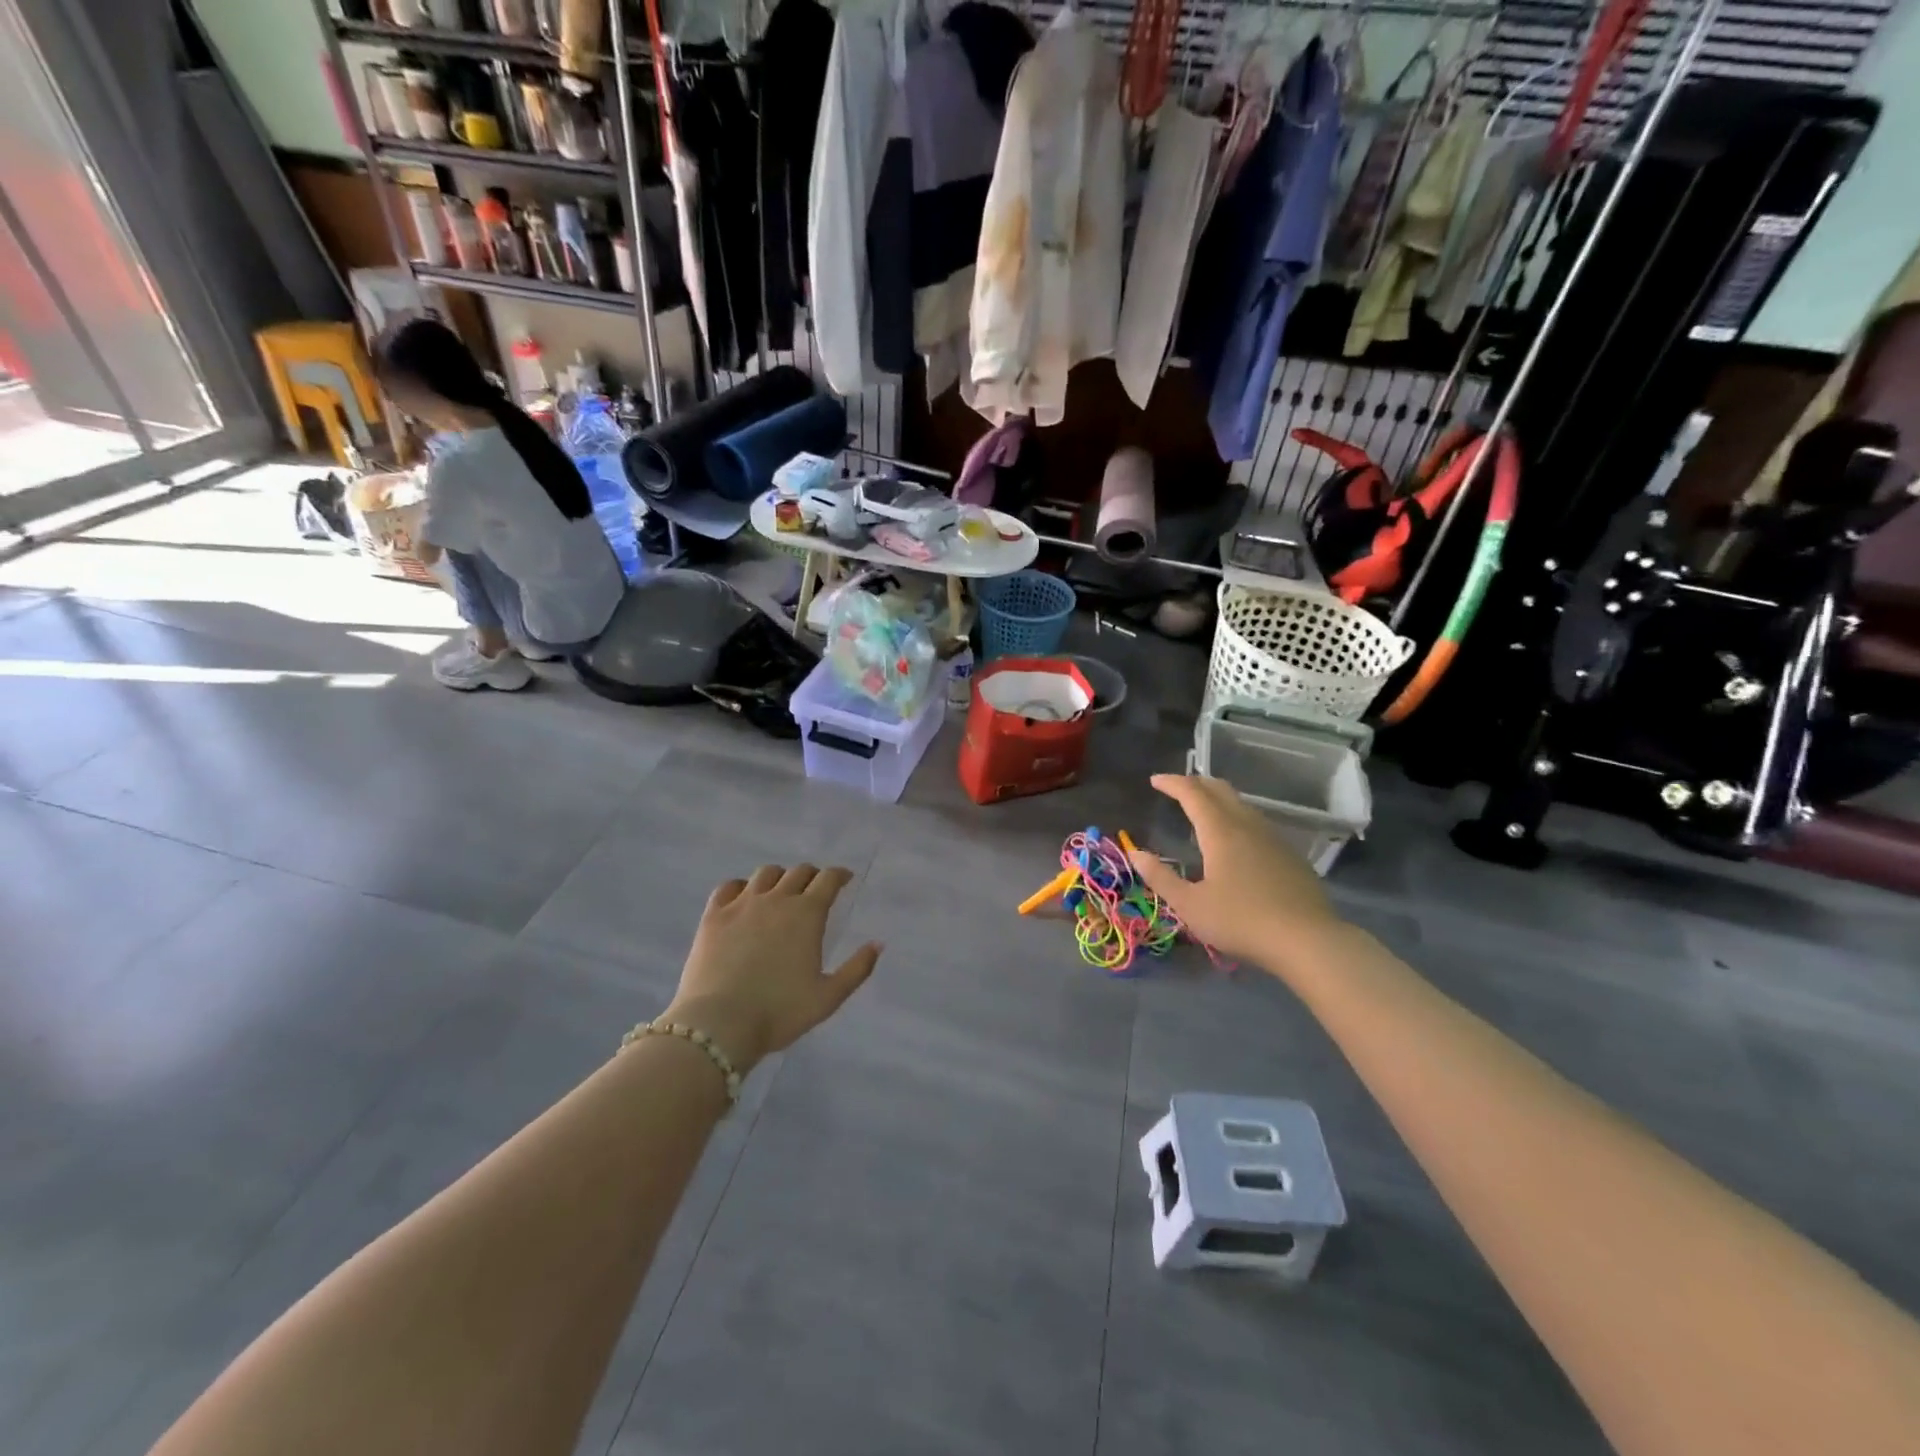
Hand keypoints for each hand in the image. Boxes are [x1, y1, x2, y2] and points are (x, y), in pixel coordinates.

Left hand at [664, 864, 881, 1071]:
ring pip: (766, 874)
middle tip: (815, 888)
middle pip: (799, 872)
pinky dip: (742, 886)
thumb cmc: (780, 1012)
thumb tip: (877, 944)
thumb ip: (857, 969)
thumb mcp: (829, 997)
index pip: (828, 879)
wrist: (720, 1024)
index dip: (839, 875)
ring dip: (780, 877)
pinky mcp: (714, 915)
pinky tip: (744, 898)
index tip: (845, 879)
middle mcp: (777, 899)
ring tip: (781, 891)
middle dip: (812, 875)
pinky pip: (729, 886)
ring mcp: (742, 904)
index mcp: (807, 914)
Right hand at [1127, 774, 1340, 971]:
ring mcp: (1273, 838)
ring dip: (1218, 799)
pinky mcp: (1290, 855)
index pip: (1192, 793)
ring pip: (1242, 805)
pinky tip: (1236, 839)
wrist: (1308, 941)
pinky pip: (1257, 823)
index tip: (1155, 780)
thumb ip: (1161, 877)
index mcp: (1220, 832)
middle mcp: (1247, 825)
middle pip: (1221, 790)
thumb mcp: (1190, 905)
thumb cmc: (1241, 921)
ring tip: (1203, 810)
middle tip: (1177, 788)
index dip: (1172, 783)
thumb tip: (1135, 853)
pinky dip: (1237, 817)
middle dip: (1196, 783)